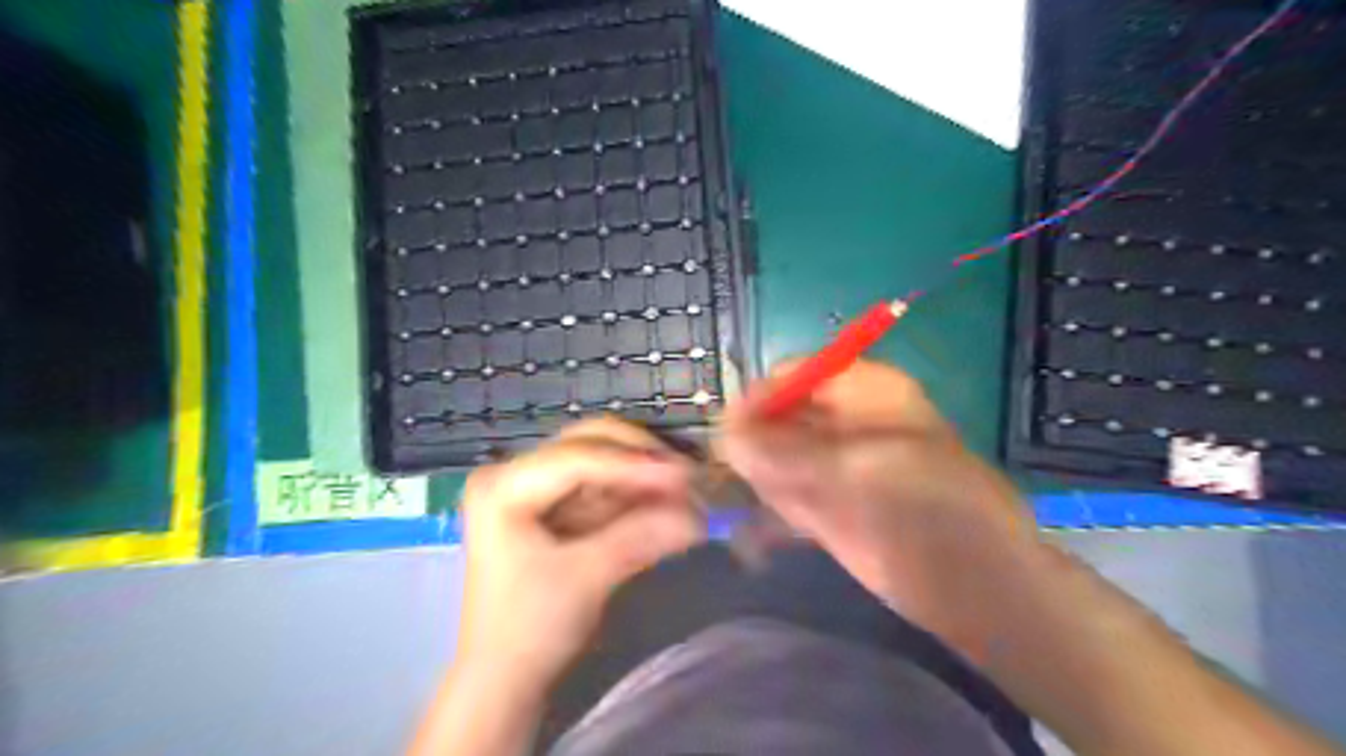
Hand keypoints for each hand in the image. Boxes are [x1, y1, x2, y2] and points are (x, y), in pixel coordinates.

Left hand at [456, 418, 704, 690]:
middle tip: (691, 479)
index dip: (634, 463)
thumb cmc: (528, 630)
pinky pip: (604, 492)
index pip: (577, 457)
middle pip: (590, 446)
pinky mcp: (556, 512)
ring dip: (645, 480)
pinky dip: (636, 499)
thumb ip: (641, 537)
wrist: (504, 682)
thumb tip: (700, 516)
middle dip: (642, 462)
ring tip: (690, 494)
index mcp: (502, 486)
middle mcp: (515, 475)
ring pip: (603, 466)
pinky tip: (668, 506)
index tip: (686, 474)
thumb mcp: (585, 579)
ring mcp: (536, 491)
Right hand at [720, 356, 1034, 649]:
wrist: (976, 587)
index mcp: (863, 392)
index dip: (760, 397)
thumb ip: (788, 453)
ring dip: (756, 479)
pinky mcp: (828, 506)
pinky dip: (767, 508)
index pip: (795, 375)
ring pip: (776, 457)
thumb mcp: (858, 472)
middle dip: (752, 442)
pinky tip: (757, 531)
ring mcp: (835, 467)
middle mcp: (844, 423)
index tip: (728, 433)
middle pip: (779, 416)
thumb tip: (726, 436)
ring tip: (746, 505)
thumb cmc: (931, 511)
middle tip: (731, 477)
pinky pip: (784, 495)